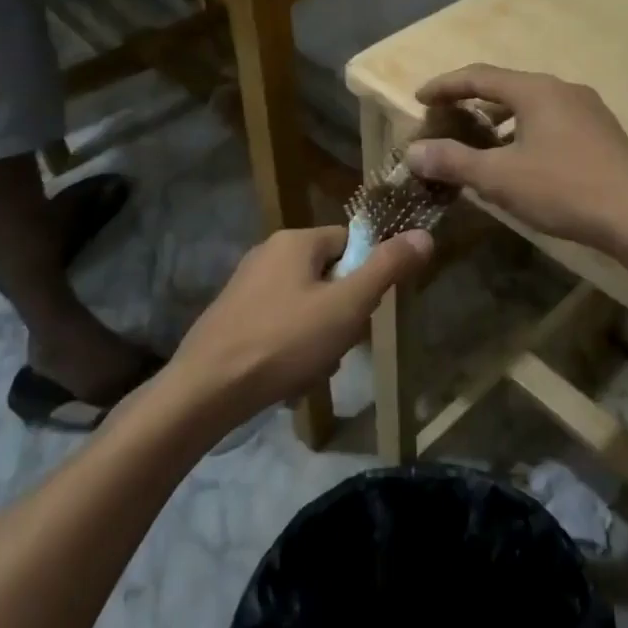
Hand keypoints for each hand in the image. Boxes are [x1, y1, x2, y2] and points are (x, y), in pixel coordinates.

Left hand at [163, 224, 431, 433]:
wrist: (203, 393)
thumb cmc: (283, 342)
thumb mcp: (347, 306)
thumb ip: (387, 268)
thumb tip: (424, 234)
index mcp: (295, 241)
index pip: (351, 242)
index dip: (366, 276)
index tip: (364, 311)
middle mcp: (268, 253)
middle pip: (329, 275)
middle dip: (342, 313)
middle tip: (339, 345)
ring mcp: (245, 287)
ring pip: (306, 304)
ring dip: (319, 335)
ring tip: (313, 367)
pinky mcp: (231, 318)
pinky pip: (279, 324)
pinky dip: (291, 347)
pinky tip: (288, 376)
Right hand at [405, 66, 627, 253]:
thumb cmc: (564, 189)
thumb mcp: (501, 178)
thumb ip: (454, 161)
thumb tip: (413, 152)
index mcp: (536, 90)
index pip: (479, 76)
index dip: (445, 85)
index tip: (419, 99)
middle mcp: (563, 89)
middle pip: (507, 87)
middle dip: (472, 103)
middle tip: (446, 121)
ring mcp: (588, 110)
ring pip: (532, 106)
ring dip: (500, 120)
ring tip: (479, 142)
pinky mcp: (602, 132)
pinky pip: (552, 121)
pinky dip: (525, 132)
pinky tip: (522, 160)